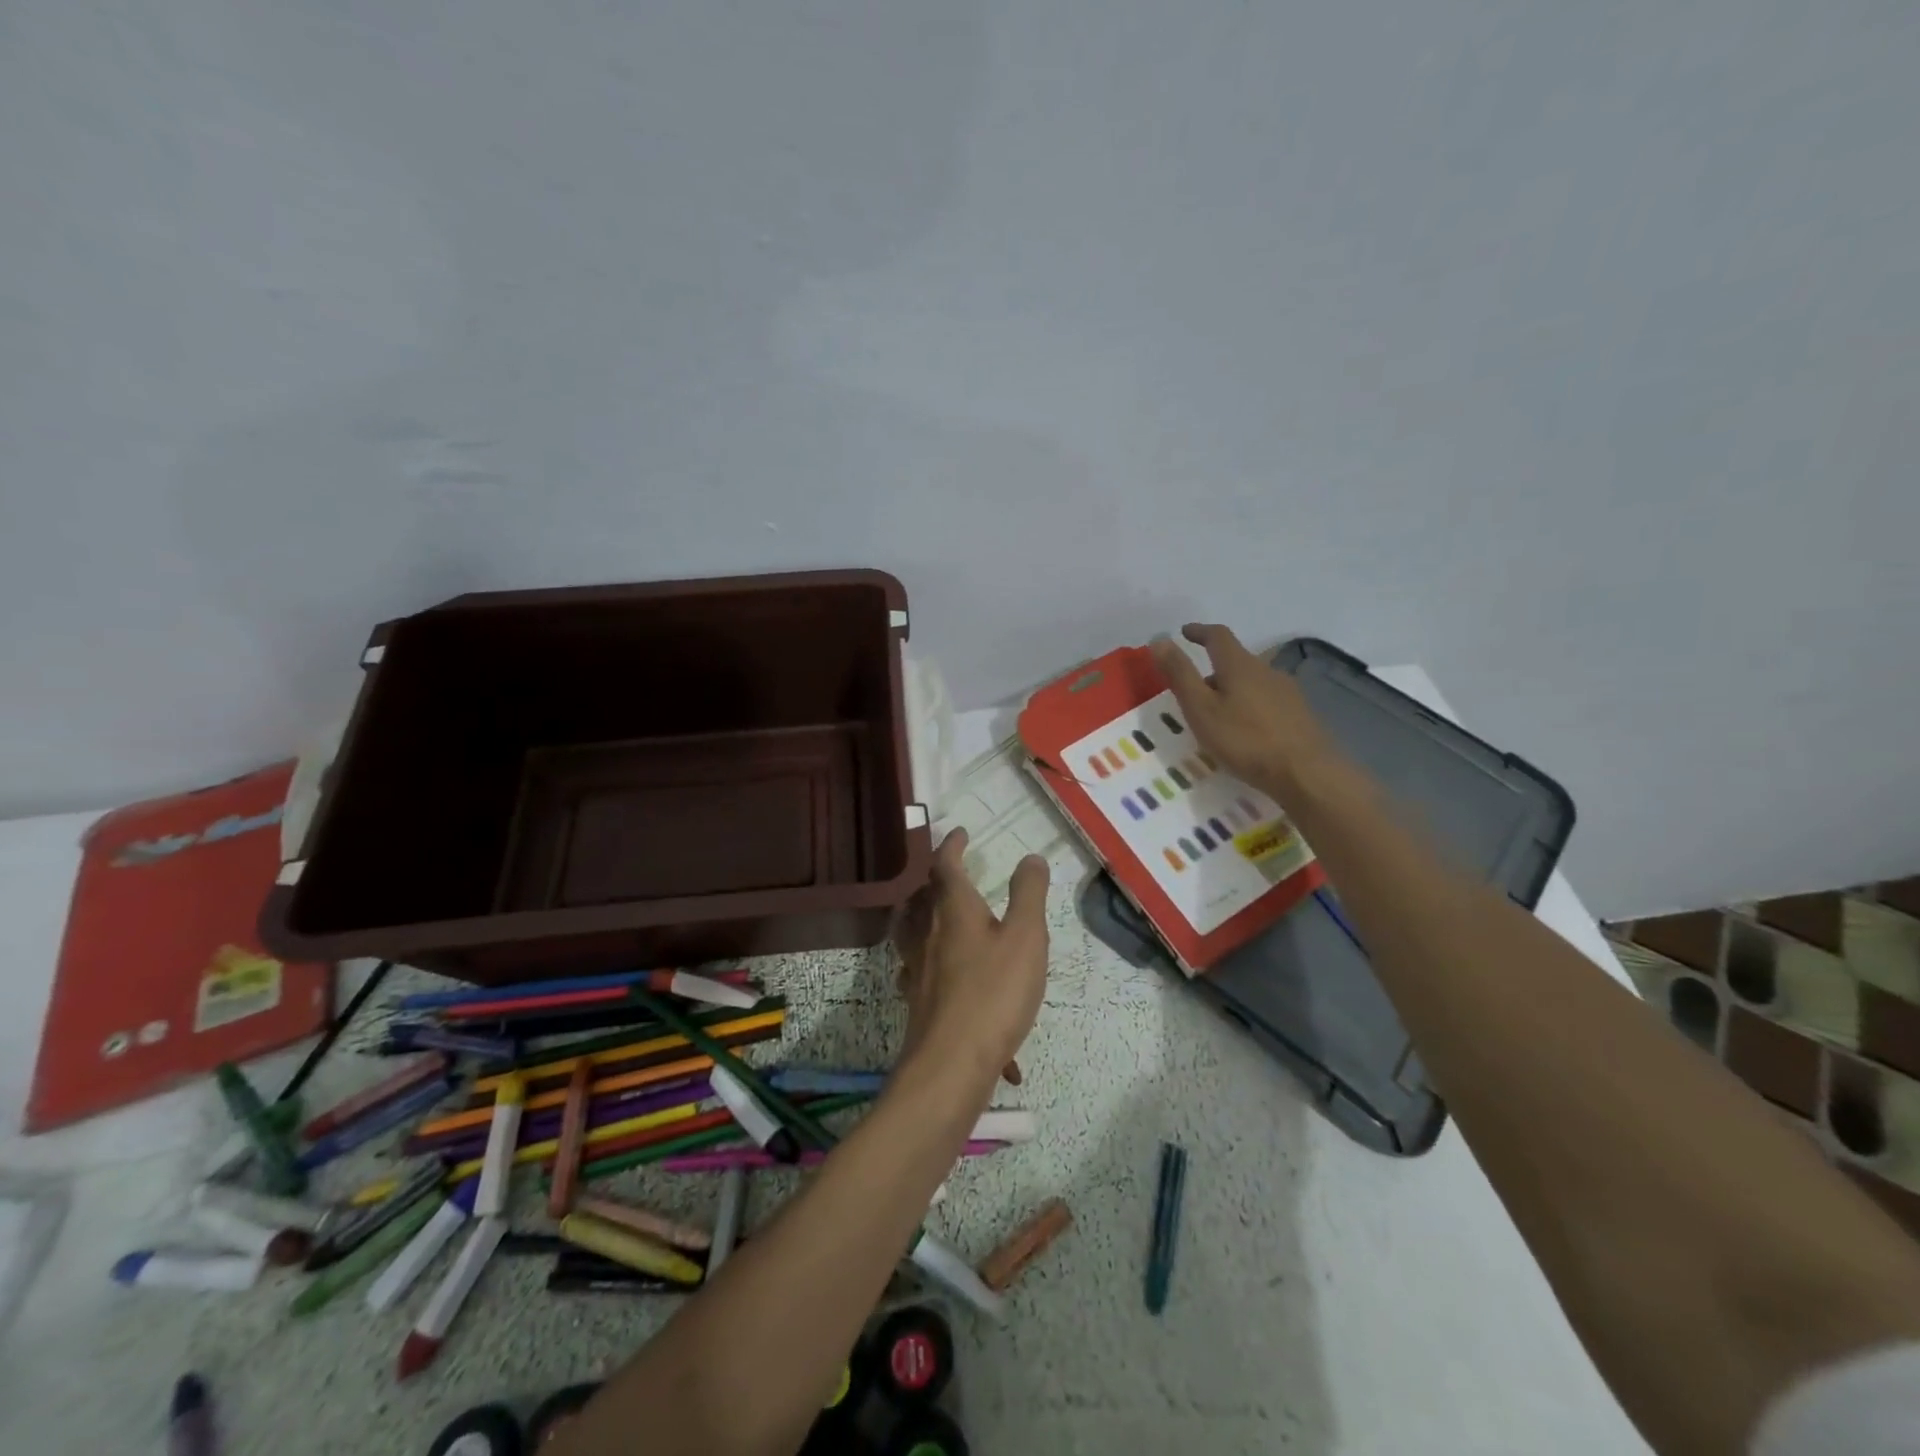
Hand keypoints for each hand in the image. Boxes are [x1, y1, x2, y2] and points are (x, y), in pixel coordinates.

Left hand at [894, 829, 1049, 1083]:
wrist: (951, 1063)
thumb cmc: (994, 992)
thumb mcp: (1026, 938)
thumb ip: (1029, 895)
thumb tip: (1031, 857)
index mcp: (952, 909)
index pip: (945, 865)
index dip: (951, 846)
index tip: (959, 833)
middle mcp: (926, 932)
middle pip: (921, 897)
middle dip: (934, 882)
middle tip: (950, 876)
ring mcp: (916, 968)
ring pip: (911, 932)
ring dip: (923, 918)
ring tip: (940, 920)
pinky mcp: (916, 1000)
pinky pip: (920, 972)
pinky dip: (931, 966)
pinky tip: (951, 983)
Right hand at [1150, 624, 1341, 799]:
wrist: (1306, 773)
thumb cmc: (1245, 740)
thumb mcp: (1201, 709)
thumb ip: (1180, 675)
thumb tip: (1159, 639)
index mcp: (1239, 665)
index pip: (1218, 636)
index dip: (1199, 632)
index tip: (1185, 633)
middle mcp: (1266, 671)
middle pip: (1235, 661)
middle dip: (1213, 670)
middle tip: (1193, 691)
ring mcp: (1287, 692)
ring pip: (1252, 682)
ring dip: (1232, 690)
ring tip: (1217, 715)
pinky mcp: (1299, 714)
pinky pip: (1266, 701)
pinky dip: (1249, 706)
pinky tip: (1245, 731)